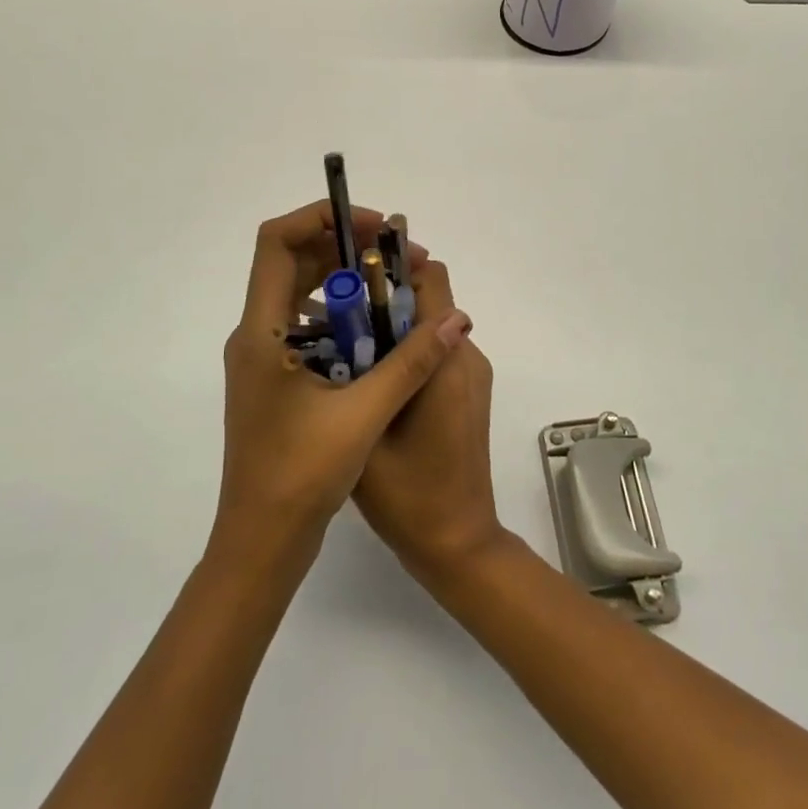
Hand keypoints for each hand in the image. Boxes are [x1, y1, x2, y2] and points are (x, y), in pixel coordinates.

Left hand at [214, 201, 472, 571]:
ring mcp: (263, 358)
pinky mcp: (276, 379)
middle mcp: (255, 334)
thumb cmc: (301, 474)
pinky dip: (341, 316)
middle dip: (348, 250)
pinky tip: (379, 335)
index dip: (321, 218)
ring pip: (301, 294)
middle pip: (293, 261)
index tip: (373, 229)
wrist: (261, 542)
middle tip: (400, 261)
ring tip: (396, 292)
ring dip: (346, 284)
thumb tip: (456, 317)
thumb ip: (413, 360)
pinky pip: (307, 326)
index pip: (276, 240)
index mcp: (262, 330)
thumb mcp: (365, 412)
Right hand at [354, 258, 504, 583]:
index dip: (394, 265)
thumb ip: (361, 370)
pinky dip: (408, 350)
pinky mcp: (469, 392)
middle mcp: (467, 356)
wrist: (457, 544)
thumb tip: (340, 322)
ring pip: (431, 325)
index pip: (431, 280)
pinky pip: (438, 351)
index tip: (352, 271)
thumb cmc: (408, 495)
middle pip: (430, 299)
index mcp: (446, 361)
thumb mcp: (368, 429)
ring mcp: (472, 375)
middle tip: (335, 312)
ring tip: (344, 345)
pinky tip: (372, 378)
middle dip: (385, 296)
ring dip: (393, 325)